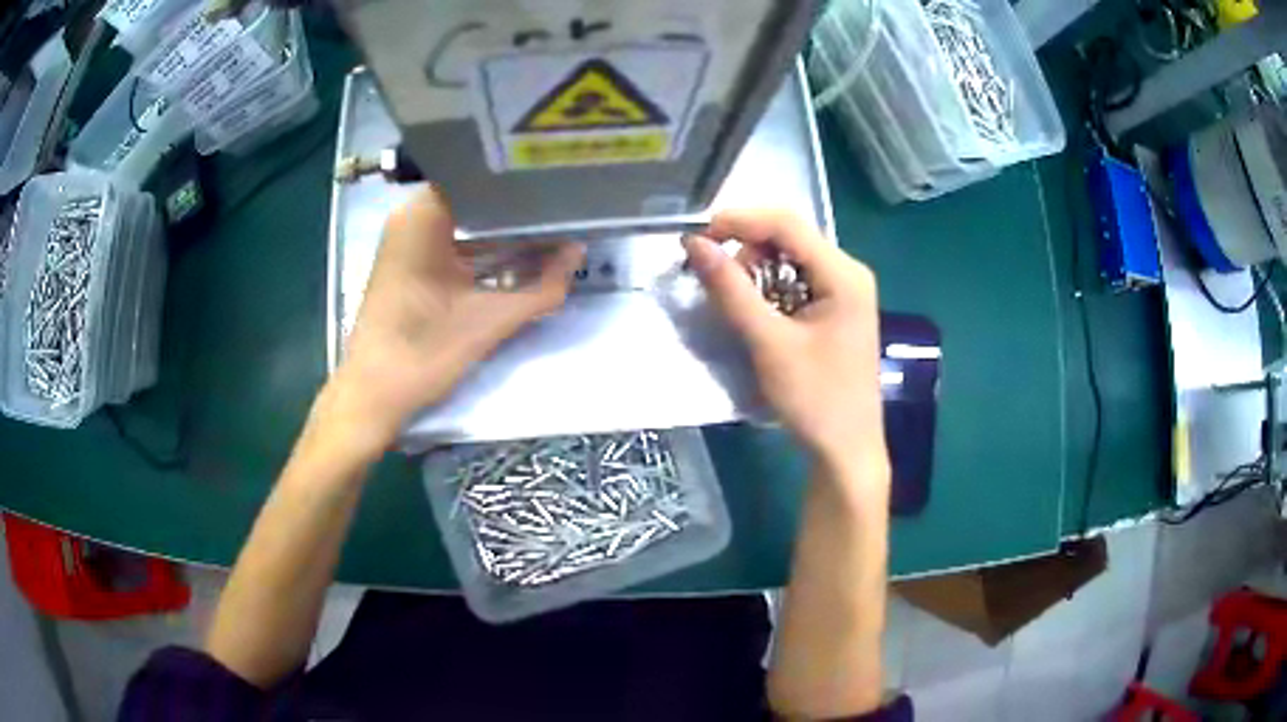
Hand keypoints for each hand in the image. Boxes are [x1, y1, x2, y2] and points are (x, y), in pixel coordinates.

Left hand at [324, 188, 584, 455]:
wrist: (374, 395)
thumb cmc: (423, 351)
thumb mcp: (490, 321)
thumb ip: (541, 287)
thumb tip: (579, 252)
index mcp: (423, 215)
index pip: (480, 175)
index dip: (520, 179)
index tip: (558, 182)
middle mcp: (411, 217)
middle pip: (473, 197)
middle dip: (516, 204)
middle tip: (562, 204)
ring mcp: (406, 241)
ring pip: (463, 220)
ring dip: (500, 227)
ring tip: (548, 224)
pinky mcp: (407, 264)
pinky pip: (451, 240)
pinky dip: (480, 247)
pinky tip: (515, 254)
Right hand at [683, 210, 886, 481]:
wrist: (846, 449)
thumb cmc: (815, 399)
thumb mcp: (769, 343)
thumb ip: (731, 291)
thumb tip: (694, 244)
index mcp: (843, 274)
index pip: (786, 223)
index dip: (738, 222)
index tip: (697, 239)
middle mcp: (849, 272)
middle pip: (789, 237)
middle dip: (746, 249)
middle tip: (715, 280)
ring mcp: (845, 290)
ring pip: (790, 258)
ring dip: (756, 271)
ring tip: (735, 303)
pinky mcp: (836, 308)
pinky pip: (797, 280)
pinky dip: (770, 288)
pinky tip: (757, 313)